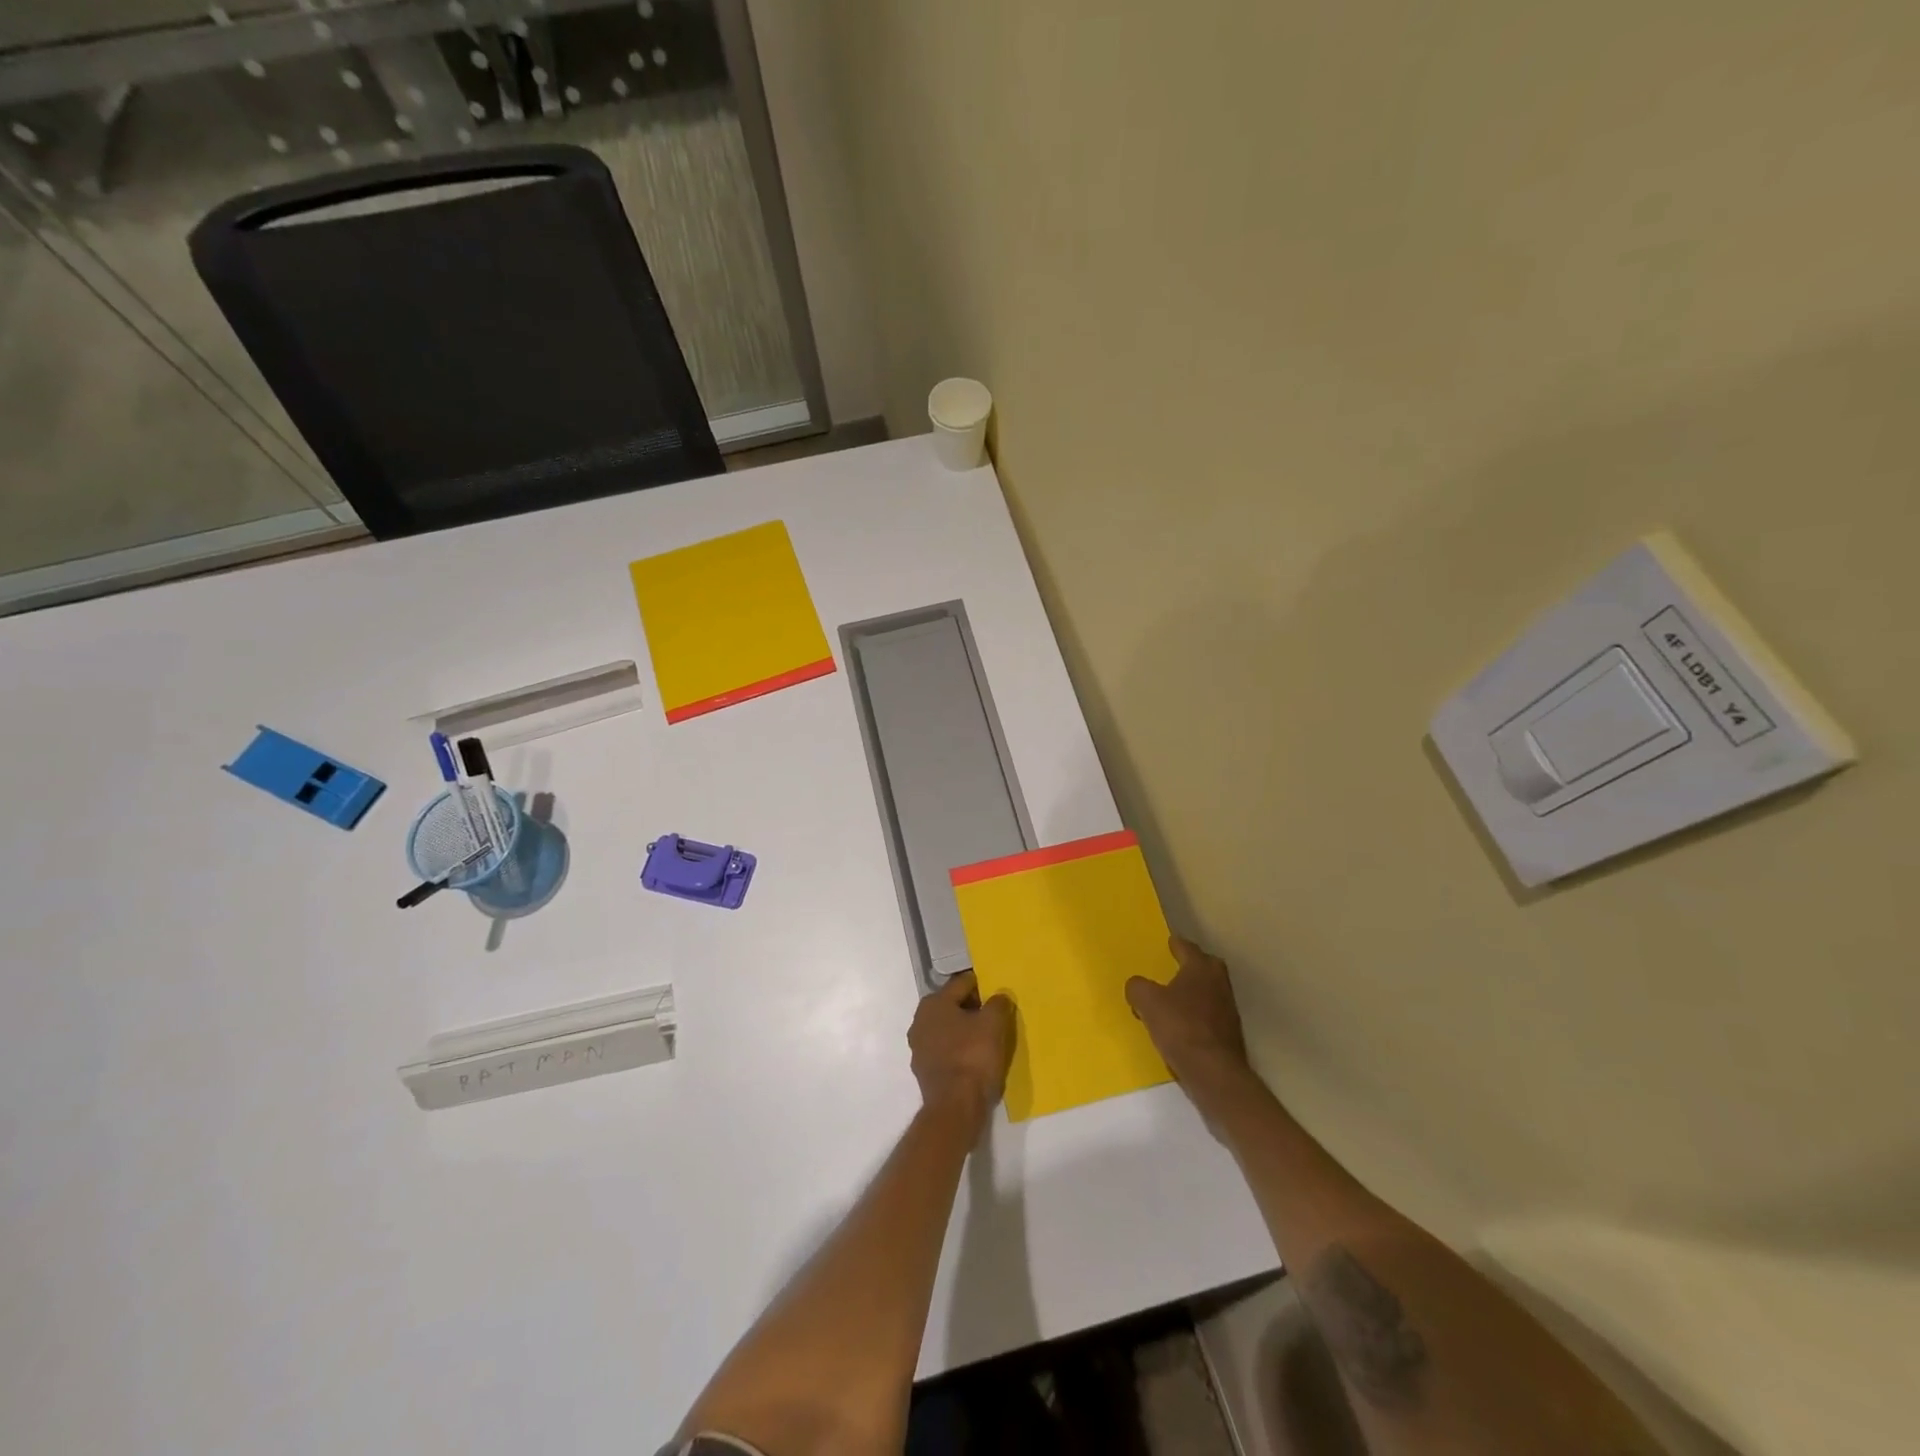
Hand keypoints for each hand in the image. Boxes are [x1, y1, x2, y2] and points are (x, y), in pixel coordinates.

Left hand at [909, 972, 1014, 1123]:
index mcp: (934, 1002)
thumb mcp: (993, 1024)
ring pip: (948, 1029)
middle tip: (995, 1018)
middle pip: (953, 1005)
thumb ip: (997, 1003)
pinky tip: (974, 1059)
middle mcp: (920, 1020)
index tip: (999, 996)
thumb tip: (998, 996)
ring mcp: (919, 1047)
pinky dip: (958, 1050)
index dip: (983, 987)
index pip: (963, 983)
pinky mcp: (924, 1070)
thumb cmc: (973, 1057)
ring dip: (965, 1030)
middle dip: (973, 1009)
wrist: (955, 1107)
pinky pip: (945, 1050)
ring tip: (987, 1039)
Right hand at [1127, 937, 1256, 1117]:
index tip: (1169, 942)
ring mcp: (1228, 1010)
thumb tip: (1136, 985)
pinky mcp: (1229, 1034)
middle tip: (1175, 967)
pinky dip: (1198, 1015)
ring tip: (1174, 999)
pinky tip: (1183, 1025)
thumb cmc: (1180, 1027)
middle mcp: (1219, 984)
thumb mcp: (1147, 1002)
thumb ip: (1138, 988)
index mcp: (1201, 969)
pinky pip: (1210, 1015)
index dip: (1176, 945)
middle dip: (1192, 965)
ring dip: (1195, 992)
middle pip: (1206, 966)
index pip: (1188, 948)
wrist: (1214, 1073)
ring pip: (1210, 991)